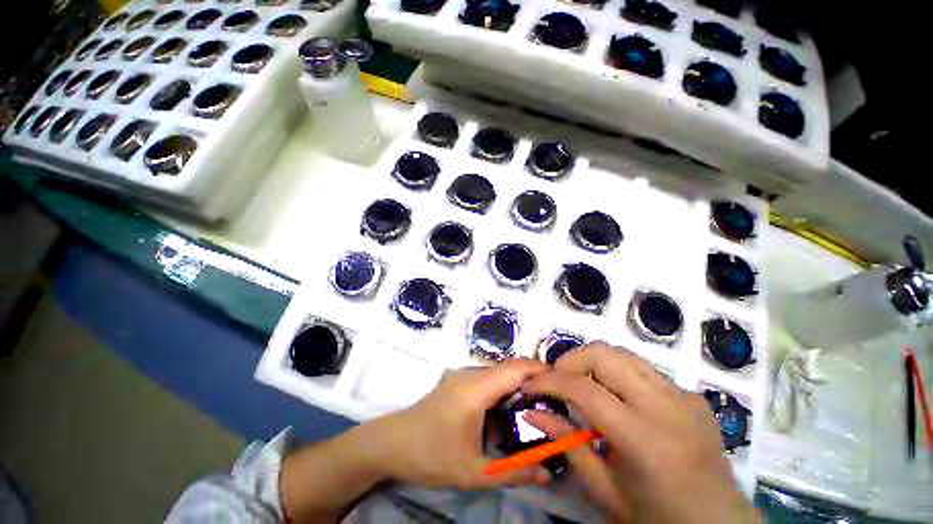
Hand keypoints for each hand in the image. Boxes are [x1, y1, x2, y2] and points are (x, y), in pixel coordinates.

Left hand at [374, 358, 552, 489]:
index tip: (565, 385)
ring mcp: (464, 376)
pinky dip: (505, 391)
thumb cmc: (430, 454)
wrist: (391, 443)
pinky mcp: (459, 383)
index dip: (542, 371)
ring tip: (539, 411)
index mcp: (477, 388)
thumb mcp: (472, 471)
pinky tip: (510, 414)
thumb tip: (547, 474)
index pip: (517, 368)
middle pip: (511, 369)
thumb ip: (512, 472)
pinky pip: (489, 380)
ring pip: (500, 374)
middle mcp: (472, 374)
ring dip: (519, 387)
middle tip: (557, 404)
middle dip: (535, 381)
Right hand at [522, 342, 755, 523]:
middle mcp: (667, 408)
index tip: (531, 385)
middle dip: (571, 360)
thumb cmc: (657, 517)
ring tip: (580, 382)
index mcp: (645, 440)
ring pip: (623, 354)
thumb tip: (532, 412)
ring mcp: (684, 396)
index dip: (551, 381)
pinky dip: (619, 373)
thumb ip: (566, 443)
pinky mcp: (692, 395)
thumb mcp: (604, 489)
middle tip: (557, 380)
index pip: (585, 390)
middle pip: (605, 355)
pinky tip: (617, 397)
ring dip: (593, 362)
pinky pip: (644, 370)